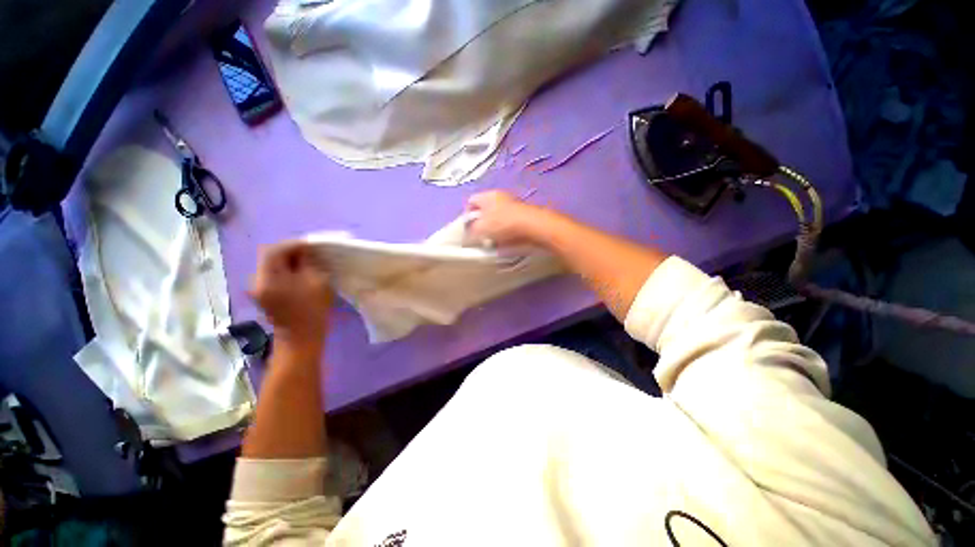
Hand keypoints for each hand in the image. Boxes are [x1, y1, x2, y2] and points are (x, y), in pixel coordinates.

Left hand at [249, 242, 331, 350]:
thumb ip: (308, 262)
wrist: (302, 338)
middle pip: (270, 257)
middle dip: (290, 251)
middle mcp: (257, 280)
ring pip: (271, 265)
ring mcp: (259, 288)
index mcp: (268, 278)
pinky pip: (273, 275)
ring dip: (289, 260)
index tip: (311, 245)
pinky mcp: (264, 294)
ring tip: (308, 262)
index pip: (274, 250)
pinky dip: (286, 270)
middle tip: (310, 252)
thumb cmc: (312, 309)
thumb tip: (305, 251)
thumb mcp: (316, 281)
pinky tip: (300, 273)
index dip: (293, 244)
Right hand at [465, 190, 541, 247]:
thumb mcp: (480, 230)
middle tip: (479, 238)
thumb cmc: (503, 224)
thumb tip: (467, 237)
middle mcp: (501, 198)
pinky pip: (509, 227)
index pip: (470, 202)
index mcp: (488, 195)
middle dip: (481, 226)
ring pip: (497, 221)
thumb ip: (469, 233)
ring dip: (494, 233)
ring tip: (493, 244)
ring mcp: (514, 207)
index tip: (466, 230)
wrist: (534, 228)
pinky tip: (505, 244)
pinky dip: (506, 236)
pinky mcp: (523, 218)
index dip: (466, 216)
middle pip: (485, 212)